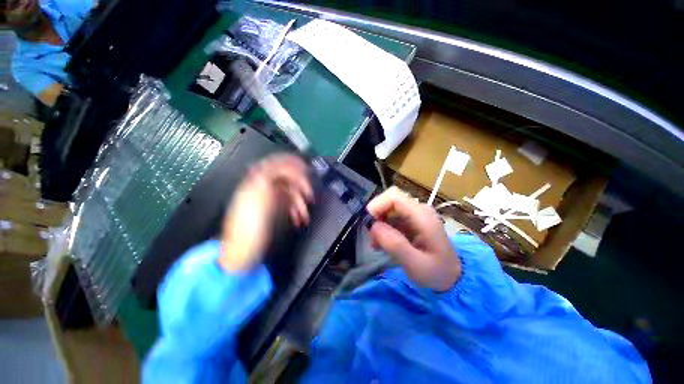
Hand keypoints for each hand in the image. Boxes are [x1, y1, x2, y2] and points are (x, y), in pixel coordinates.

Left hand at [219, 154, 312, 271]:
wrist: (242, 251)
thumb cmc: (249, 226)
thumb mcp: (258, 198)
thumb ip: (268, 177)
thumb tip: (279, 164)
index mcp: (255, 181)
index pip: (275, 164)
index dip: (291, 163)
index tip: (306, 169)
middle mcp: (262, 187)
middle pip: (286, 178)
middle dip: (299, 186)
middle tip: (309, 194)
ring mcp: (268, 199)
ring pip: (289, 192)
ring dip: (299, 201)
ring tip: (304, 214)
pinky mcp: (273, 210)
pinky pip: (288, 204)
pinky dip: (295, 209)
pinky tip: (298, 218)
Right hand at [367, 187, 460, 291]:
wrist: (452, 277)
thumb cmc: (436, 273)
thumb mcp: (415, 265)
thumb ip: (395, 245)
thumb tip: (374, 226)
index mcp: (422, 216)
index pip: (394, 197)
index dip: (377, 205)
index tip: (368, 222)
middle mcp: (418, 210)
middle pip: (390, 200)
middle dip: (376, 215)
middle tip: (372, 236)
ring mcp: (415, 214)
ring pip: (389, 208)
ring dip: (378, 223)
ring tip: (376, 244)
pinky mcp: (411, 221)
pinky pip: (391, 217)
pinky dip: (383, 227)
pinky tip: (381, 243)